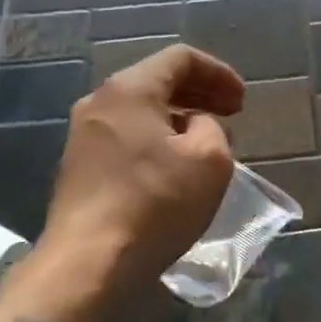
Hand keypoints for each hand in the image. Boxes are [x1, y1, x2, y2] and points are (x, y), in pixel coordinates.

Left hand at [19, 44, 243, 320]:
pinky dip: (157, 137)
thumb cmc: (156, 203)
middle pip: (157, 80)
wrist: (89, 263)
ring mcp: (83, 135)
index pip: (181, 59)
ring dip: (179, 117)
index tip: (242, 102)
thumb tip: (196, 126)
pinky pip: (126, 135)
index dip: (219, 73)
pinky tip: (175, 164)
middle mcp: (100, 102)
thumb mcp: (210, 159)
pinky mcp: (78, 167)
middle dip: (200, 93)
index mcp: (130, 89)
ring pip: (140, 109)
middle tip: (232, 114)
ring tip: (208, 140)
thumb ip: (212, 127)